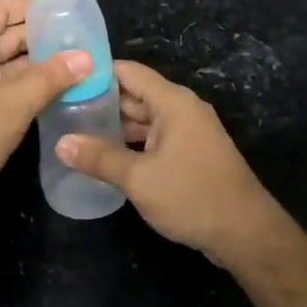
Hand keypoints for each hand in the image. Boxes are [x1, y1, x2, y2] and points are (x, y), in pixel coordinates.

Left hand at [0, 0, 91, 217]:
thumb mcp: (16, 104)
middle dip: (37, 37)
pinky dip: (15, 81)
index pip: (0, 6)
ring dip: (29, 62)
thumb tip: (86, 56)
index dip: (32, 7)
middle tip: (76, 44)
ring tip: (69, 67)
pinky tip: (44, 93)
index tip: (66, 16)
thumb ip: (52, 76)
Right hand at [55, 60, 292, 267]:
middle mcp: (182, 109)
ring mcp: (188, 132)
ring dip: (114, 126)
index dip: (96, 73)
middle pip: (135, 94)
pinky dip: (131, 142)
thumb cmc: (192, 196)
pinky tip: (106, 156)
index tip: (64, 80)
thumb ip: (99, 158)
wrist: (246, 234)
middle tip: (62, 109)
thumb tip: (60, 144)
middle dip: (100, 102)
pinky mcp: (191, 154)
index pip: (128, 72)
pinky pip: (154, 138)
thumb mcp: (139, 178)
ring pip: (144, 119)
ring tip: (75, 132)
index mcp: (172, 102)